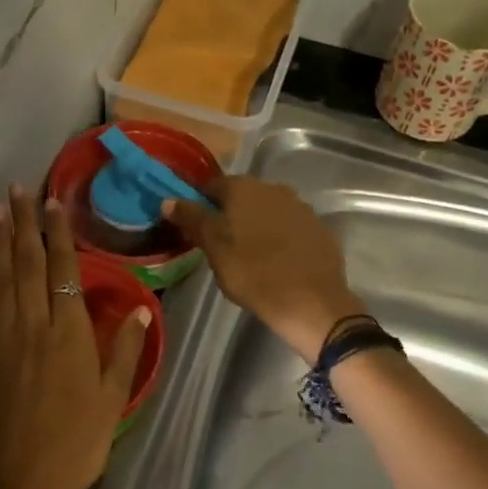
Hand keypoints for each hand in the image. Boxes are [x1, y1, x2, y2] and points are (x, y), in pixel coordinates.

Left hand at [0, 186, 151, 488]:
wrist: (17, 488)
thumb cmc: (76, 447)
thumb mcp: (113, 401)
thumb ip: (125, 351)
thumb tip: (142, 308)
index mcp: (69, 334)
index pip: (64, 270)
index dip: (58, 234)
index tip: (52, 203)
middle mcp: (33, 326)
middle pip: (27, 264)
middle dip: (22, 224)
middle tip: (17, 189)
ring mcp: (0, 340)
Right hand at [164, 176, 360, 363]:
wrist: (310, 301)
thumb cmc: (252, 272)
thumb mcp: (213, 247)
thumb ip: (192, 219)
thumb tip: (168, 200)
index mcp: (243, 188)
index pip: (212, 186)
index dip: (200, 204)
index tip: (194, 227)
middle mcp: (273, 188)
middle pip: (242, 197)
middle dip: (229, 214)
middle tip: (220, 244)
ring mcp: (300, 207)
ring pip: (268, 211)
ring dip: (256, 225)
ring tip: (249, 255)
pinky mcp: (319, 229)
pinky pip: (291, 228)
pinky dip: (281, 239)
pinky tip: (277, 261)